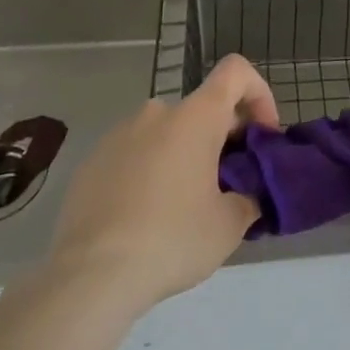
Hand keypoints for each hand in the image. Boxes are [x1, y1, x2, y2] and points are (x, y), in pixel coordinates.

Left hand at [44, 54, 278, 322]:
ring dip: (185, 155)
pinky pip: (135, 155)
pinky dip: (150, 172)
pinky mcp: (91, 162)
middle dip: (223, 139)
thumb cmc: (171, 239)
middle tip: (229, 186)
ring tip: (185, 207)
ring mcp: (118, 135)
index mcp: (195, 117)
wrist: (89, 277)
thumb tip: (247, 195)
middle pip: (203, 108)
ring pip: (167, 133)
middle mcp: (157, 113)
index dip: (258, 94)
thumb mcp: (229, 225)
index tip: (261, 136)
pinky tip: (146, 219)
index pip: (236, 71)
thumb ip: (248, 197)